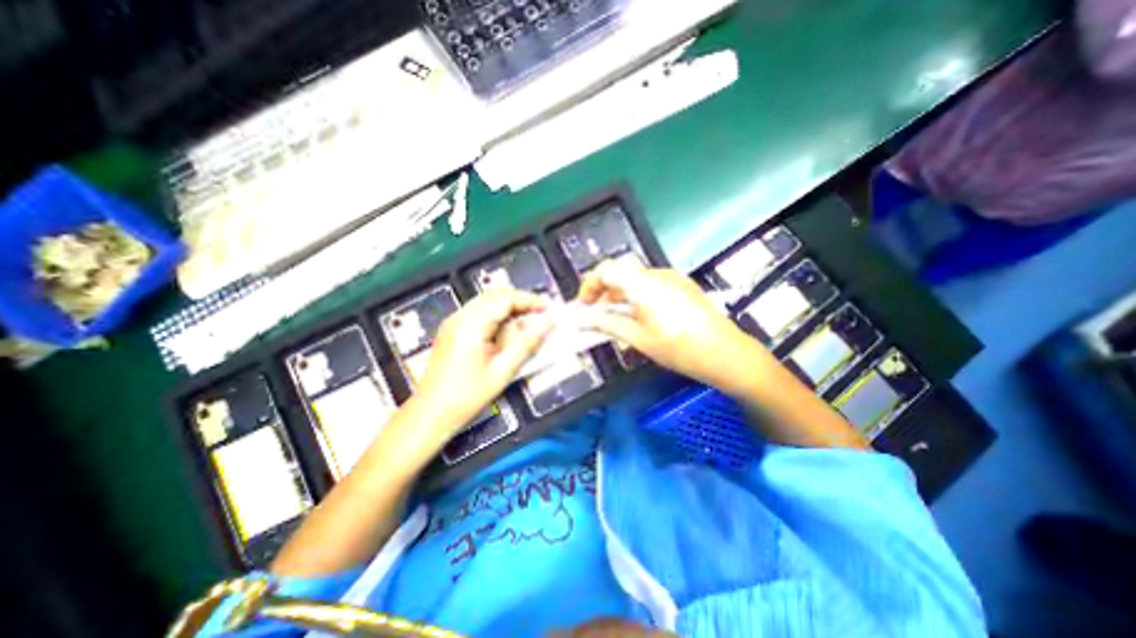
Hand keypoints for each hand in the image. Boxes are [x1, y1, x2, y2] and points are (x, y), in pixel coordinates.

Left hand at [410, 286, 552, 427]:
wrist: (431, 412)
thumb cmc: (466, 395)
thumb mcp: (503, 370)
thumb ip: (527, 343)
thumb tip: (548, 324)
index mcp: (471, 324)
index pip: (505, 298)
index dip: (530, 300)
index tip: (548, 309)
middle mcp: (460, 317)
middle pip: (496, 295)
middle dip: (521, 301)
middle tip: (541, 315)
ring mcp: (454, 322)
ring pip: (488, 302)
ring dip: (510, 307)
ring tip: (529, 322)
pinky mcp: (453, 329)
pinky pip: (480, 312)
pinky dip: (499, 315)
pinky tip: (509, 331)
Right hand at [582, 256, 765, 387]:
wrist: (726, 353)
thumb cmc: (679, 348)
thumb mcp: (639, 339)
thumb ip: (609, 325)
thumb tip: (586, 320)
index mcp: (643, 285)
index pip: (606, 270)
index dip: (590, 285)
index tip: (584, 305)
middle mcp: (656, 275)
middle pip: (621, 271)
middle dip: (604, 289)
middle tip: (596, 311)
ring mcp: (672, 278)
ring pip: (635, 278)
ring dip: (620, 292)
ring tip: (616, 317)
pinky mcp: (682, 285)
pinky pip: (651, 283)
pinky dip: (637, 294)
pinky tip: (639, 316)